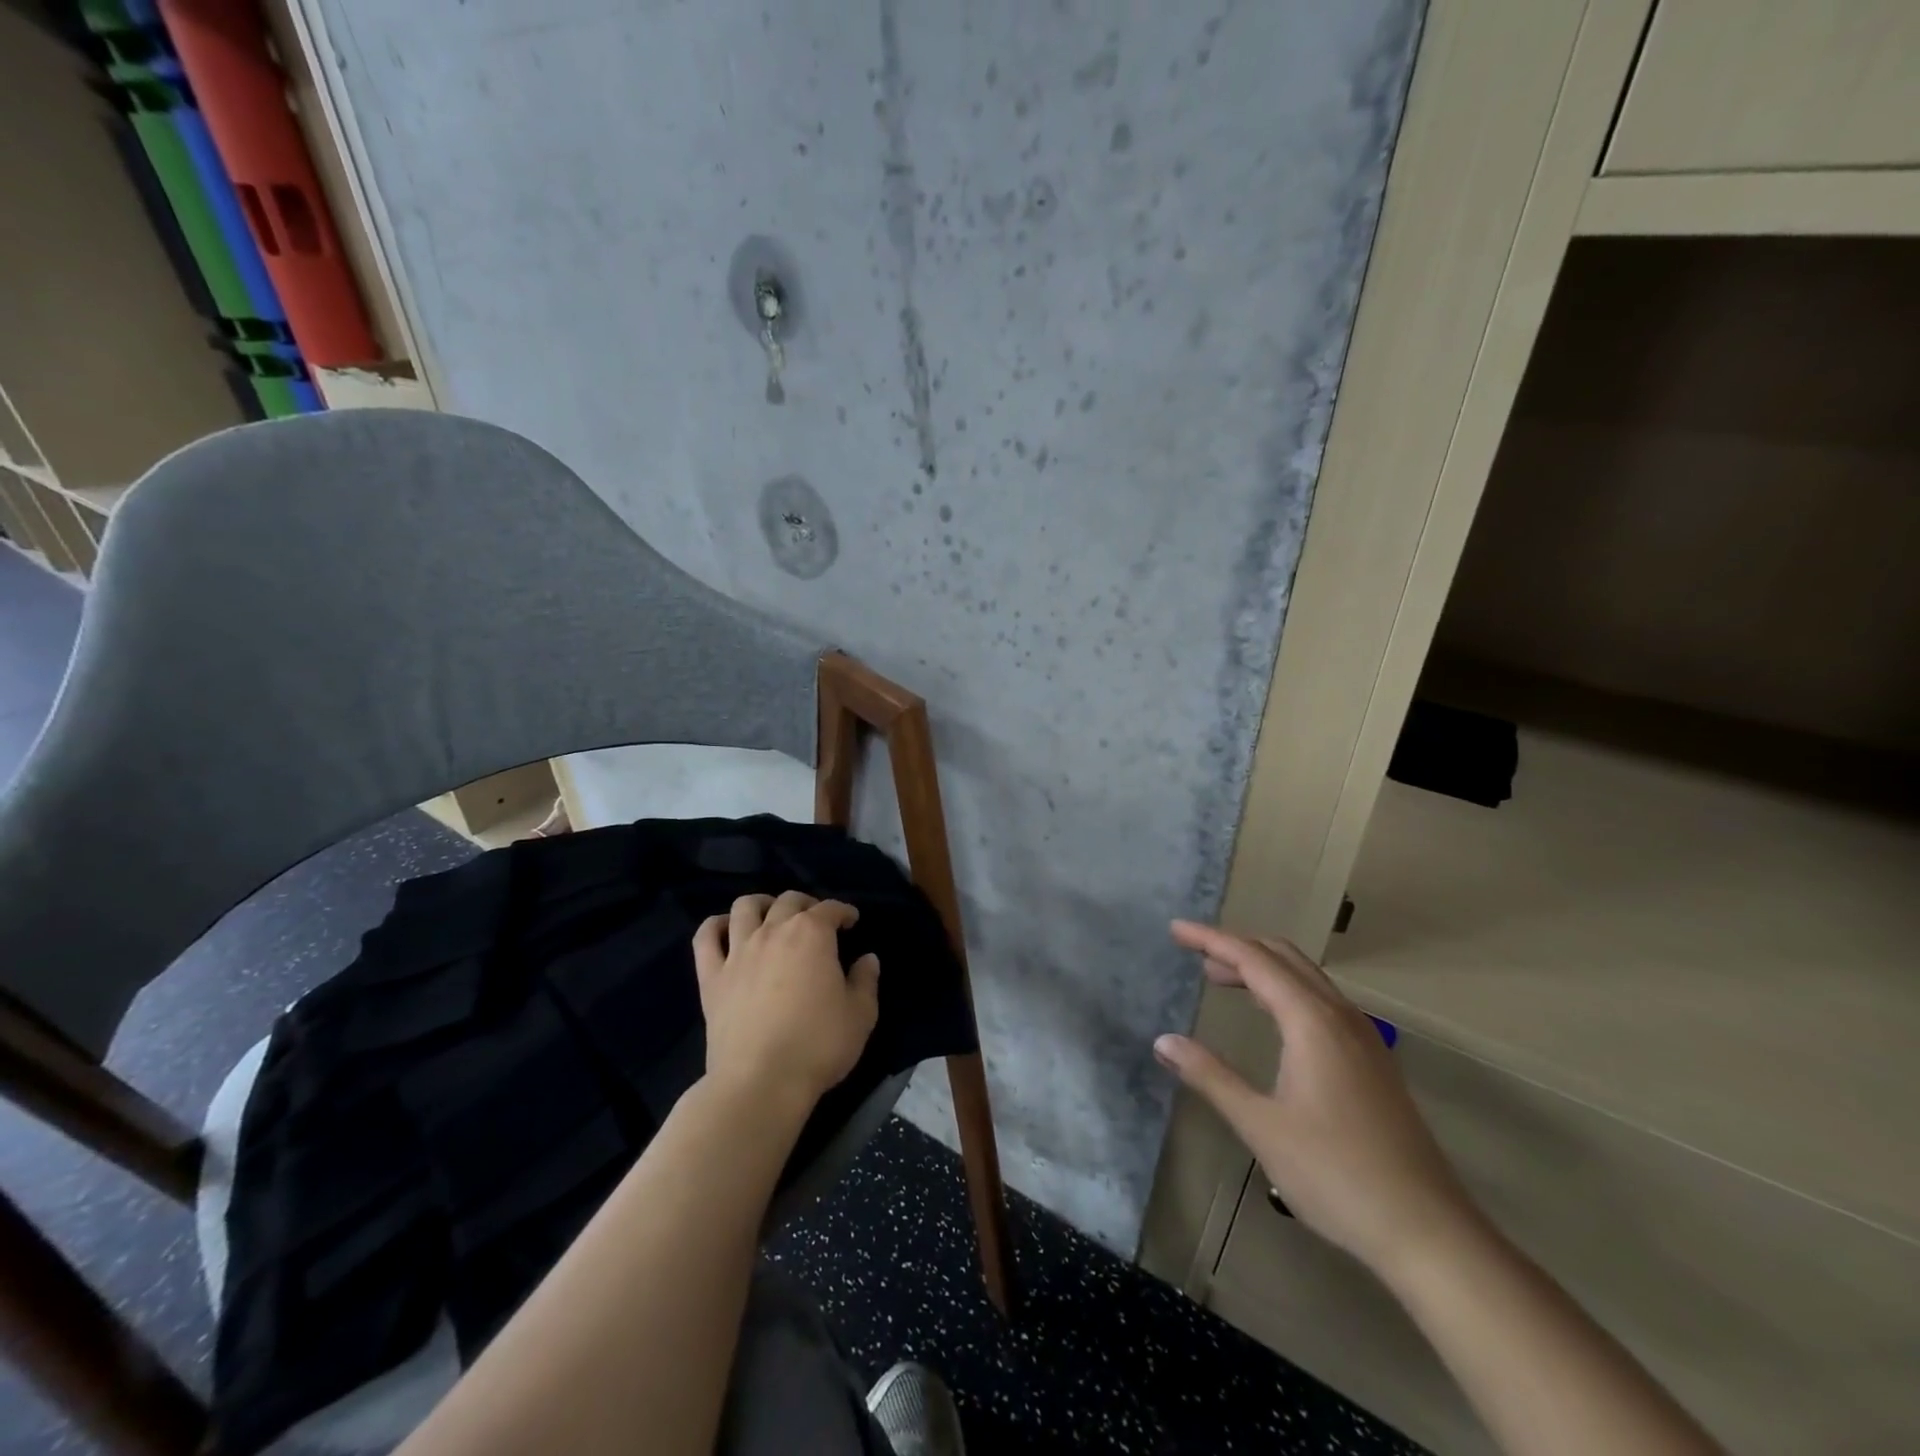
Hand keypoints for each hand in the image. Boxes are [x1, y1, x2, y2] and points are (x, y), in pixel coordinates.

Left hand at [693, 892, 880, 1108]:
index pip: (830, 908)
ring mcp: (738, 952)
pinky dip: (714, 926)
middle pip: (788, 901)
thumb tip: (868, 959)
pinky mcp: (711, 977)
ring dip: (761, 904)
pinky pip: (705, 938)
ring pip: (745, 907)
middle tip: (816, 920)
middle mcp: (773, 932)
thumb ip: (866, 981)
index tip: (851, 921)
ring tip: (770, 915)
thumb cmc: (818, 1045)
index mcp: (812, 935)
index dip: (843, 911)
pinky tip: (724, 929)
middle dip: (807, 904)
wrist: (761, 1081)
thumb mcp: (861, 1015)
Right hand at [1154, 921, 1478, 1280]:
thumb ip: (1210, 1076)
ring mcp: (1362, 1037)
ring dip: (1261, 968)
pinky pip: (1321, 1001)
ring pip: (1305, 977)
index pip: (1253, 959)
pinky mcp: (1372, 1061)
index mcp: (1312, 1021)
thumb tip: (1164, 1041)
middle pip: (1282, 957)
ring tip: (1220, 977)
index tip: (1175, 930)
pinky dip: (1285, 990)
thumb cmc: (1337, 1175)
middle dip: (1236, 946)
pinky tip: (1270, 1017)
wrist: (1428, 1232)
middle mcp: (1340, 1016)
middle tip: (1193, 952)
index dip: (1211, 939)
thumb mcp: (1261, 1126)